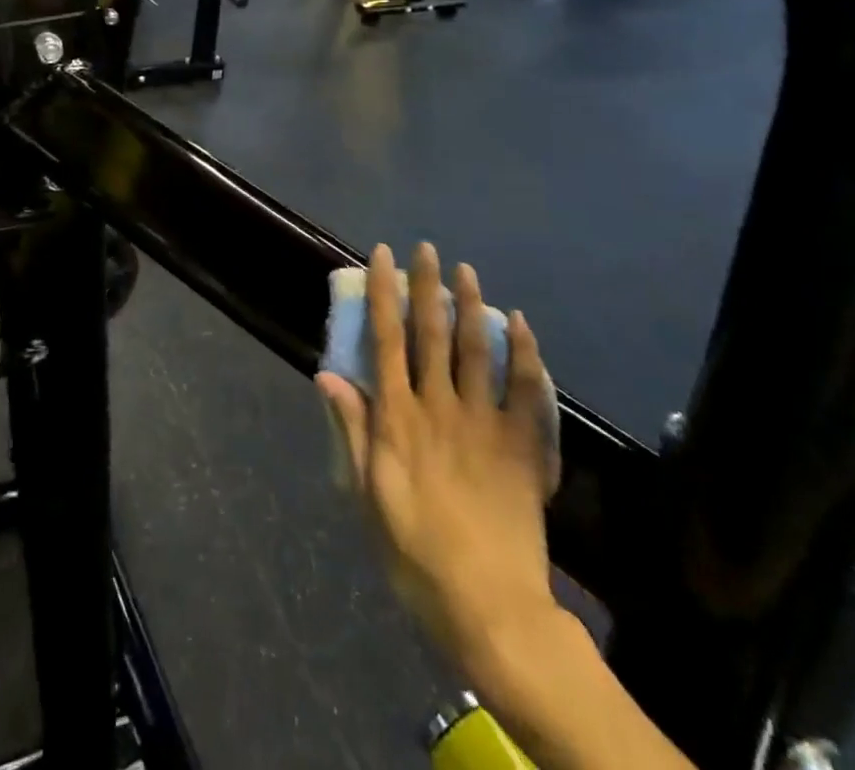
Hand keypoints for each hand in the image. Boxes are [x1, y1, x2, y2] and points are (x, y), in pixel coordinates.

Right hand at [317, 243, 561, 676]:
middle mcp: (439, 406)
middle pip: (432, 334)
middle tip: (426, 248)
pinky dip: (525, 353)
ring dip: (471, 306)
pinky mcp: (522, 446)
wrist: (489, 605)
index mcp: (398, 417)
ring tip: (467, 271)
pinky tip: (520, 324)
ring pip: (477, 350)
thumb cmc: (415, 550)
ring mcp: (484, 423)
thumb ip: (351, 430)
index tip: (382, 256)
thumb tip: (327, 374)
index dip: (383, 293)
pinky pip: (526, 390)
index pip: (386, 339)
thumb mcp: (367, 493)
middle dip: (427, 286)